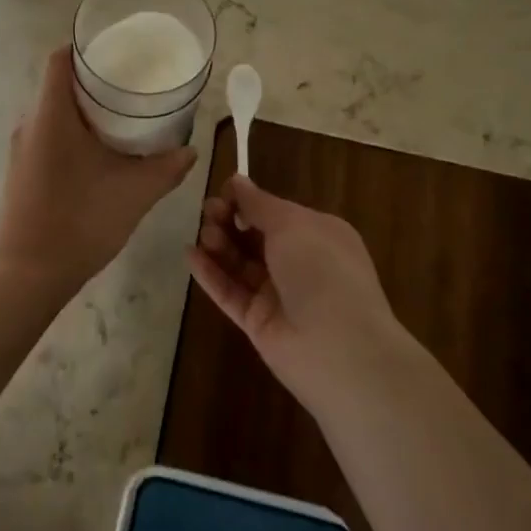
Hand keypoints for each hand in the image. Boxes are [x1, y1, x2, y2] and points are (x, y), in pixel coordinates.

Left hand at [0, 46, 197, 302]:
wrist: (28, 276)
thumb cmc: (80, 221)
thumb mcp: (134, 193)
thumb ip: (166, 167)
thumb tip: (191, 150)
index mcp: (51, 115)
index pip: (60, 59)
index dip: (86, 47)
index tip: (118, 52)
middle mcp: (30, 124)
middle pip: (59, 84)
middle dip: (94, 81)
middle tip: (133, 85)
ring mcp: (21, 150)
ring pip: (53, 113)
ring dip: (84, 110)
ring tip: (123, 117)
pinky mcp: (21, 172)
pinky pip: (47, 136)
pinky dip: (72, 133)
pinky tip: (100, 153)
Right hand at [188, 176, 405, 410]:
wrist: (339, 349)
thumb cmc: (321, 270)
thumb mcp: (291, 224)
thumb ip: (258, 204)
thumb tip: (237, 181)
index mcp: (317, 234)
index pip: (276, 212)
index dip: (248, 201)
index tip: (224, 192)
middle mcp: (299, 262)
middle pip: (255, 236)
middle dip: (230, 220)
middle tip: (208, 211)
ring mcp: (278, 295)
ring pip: (240, 264)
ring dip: (220, 244)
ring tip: (203, 234)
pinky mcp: (258, 323)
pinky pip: (230, 293)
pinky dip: (210, 274)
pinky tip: (190, 255)